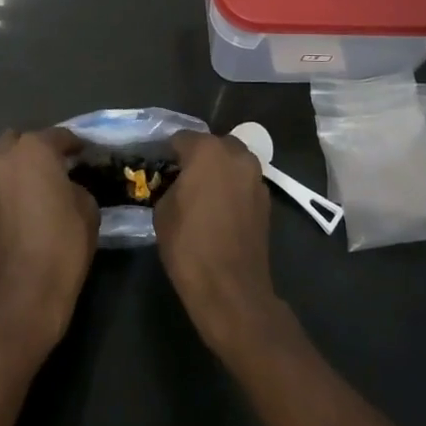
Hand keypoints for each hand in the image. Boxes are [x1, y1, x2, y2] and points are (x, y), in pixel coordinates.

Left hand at [0, 127, 98, 357]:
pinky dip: (15, 185)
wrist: (27, 288)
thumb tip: (67, 185)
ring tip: (46, 184)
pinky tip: (32, 202)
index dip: (76, 144)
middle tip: (60, 165)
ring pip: (7, 161)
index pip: (59, 136)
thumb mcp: (87, 206)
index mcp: (34, 150)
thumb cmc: (64, 241)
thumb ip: (76, 184)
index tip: (87, 153)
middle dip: (40, 148)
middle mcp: (6, 158)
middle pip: (23, 141)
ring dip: (24, 166)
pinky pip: (2, 183)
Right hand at [156, 131, 285, 359]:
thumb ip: (170, 185)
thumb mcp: (162, 210)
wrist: (230, 287)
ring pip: (233, 162)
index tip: (159, 165)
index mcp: (207, 151)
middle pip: (213, 145)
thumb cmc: (188, 244)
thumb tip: (177, 183)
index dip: (168, 151)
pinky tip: (219, 208)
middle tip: (182, 176)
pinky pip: (244, 182)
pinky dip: (232, 188)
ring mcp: (256, 177)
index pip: (181, 138)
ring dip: (219, 170)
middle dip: (198, 156)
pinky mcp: (266, 200)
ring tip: (202, 192)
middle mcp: (237, 155)